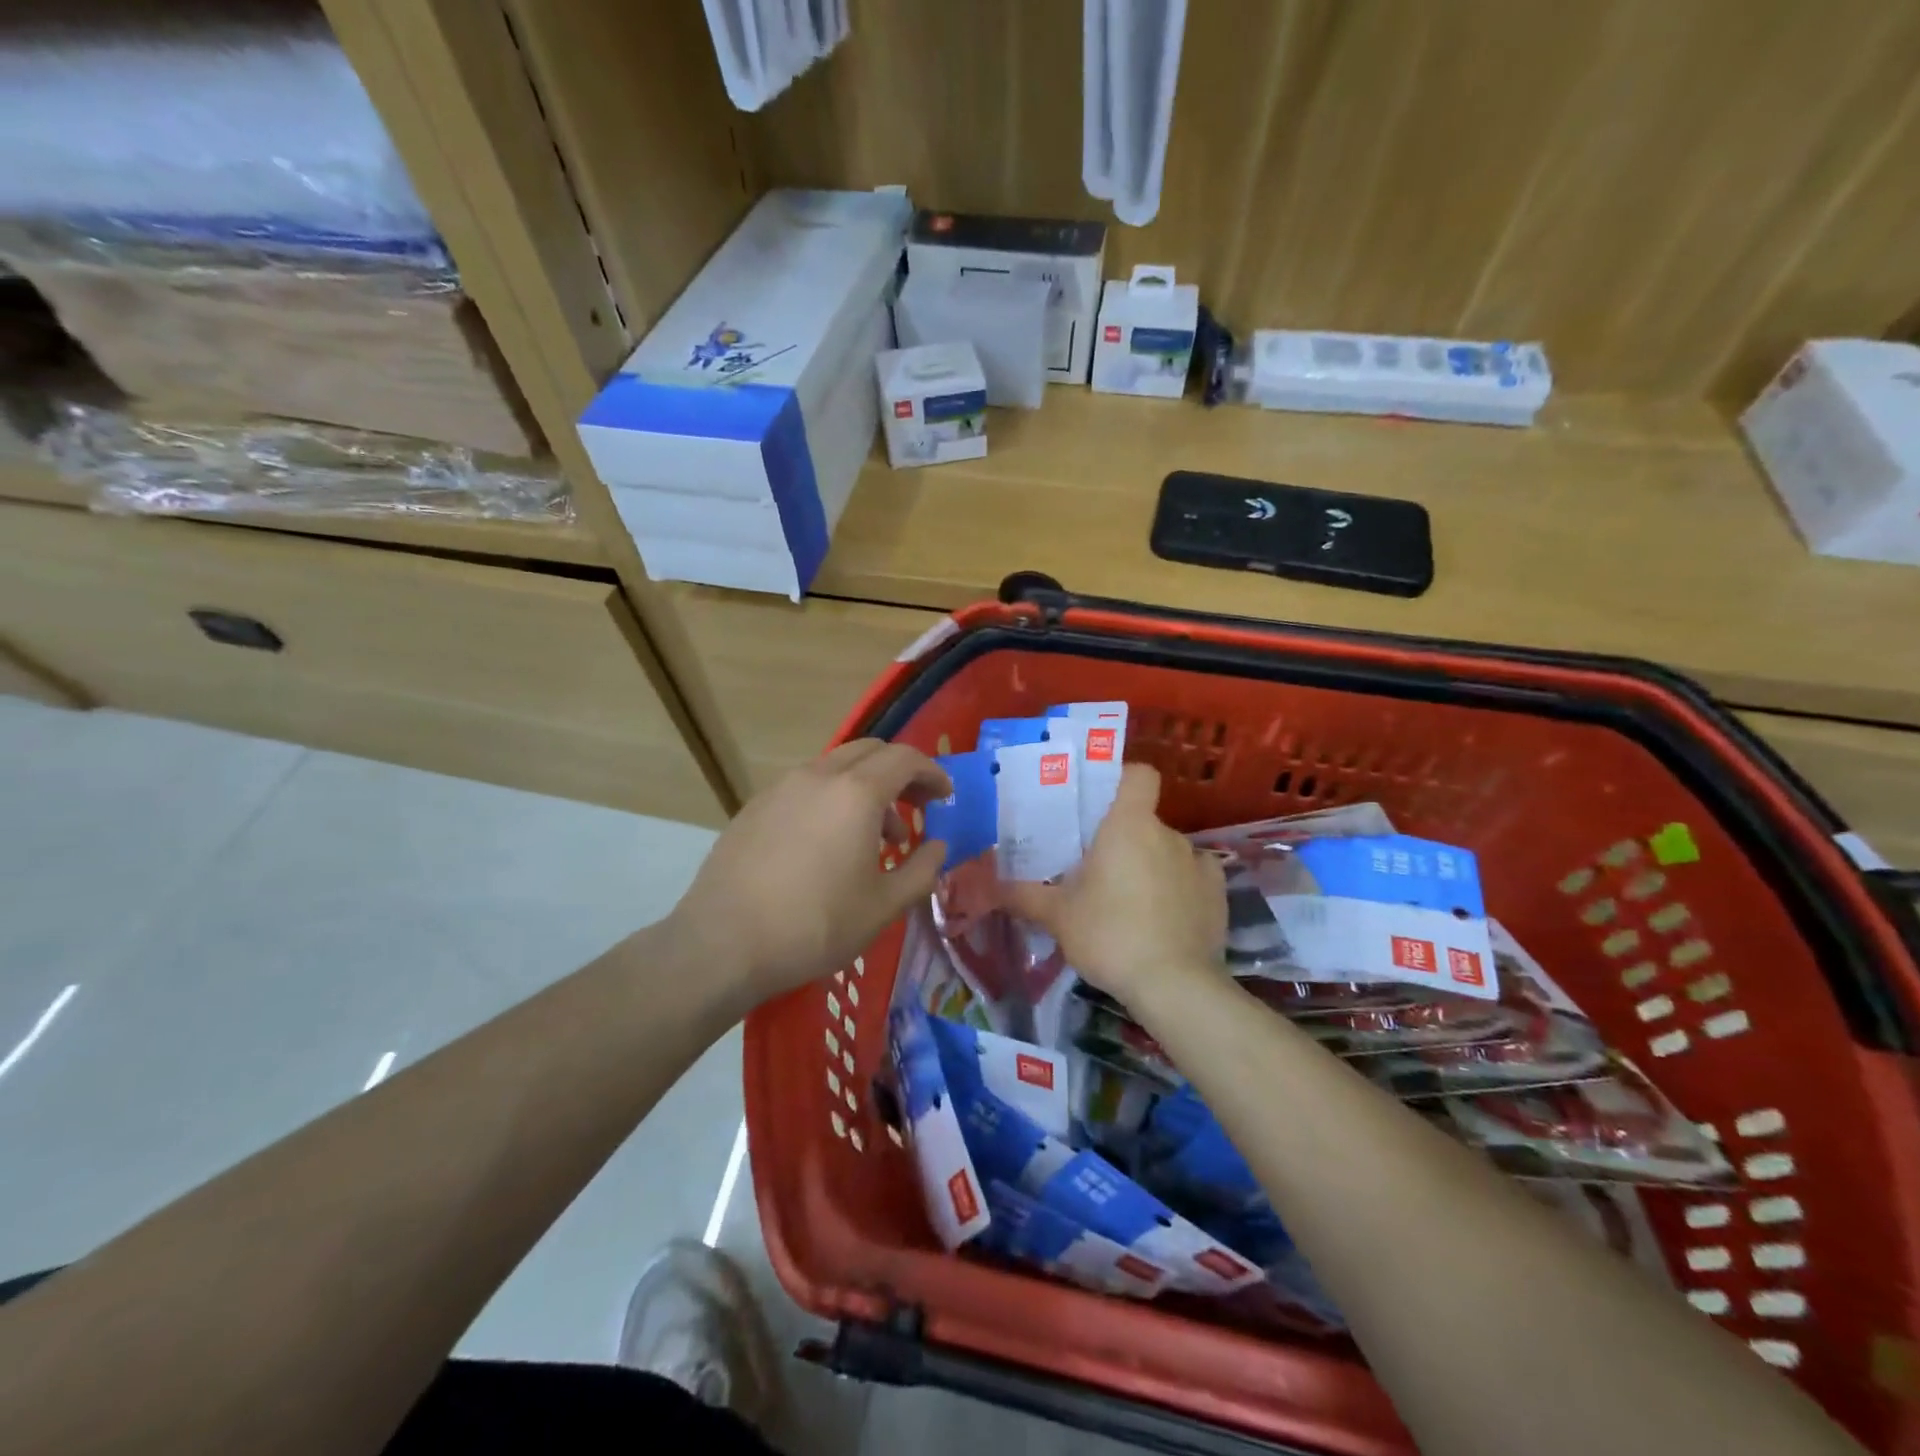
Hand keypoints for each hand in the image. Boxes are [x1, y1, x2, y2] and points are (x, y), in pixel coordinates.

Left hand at [671, 740, 950, 1006]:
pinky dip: (832, 798)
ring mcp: (781, 787)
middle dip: (900, 773)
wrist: (724, 943)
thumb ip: (922, 870)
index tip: (945, 797)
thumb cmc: (815, 925)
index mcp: (856, 793)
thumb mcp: (884, 906)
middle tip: (917, 806)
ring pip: (836, 768)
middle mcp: (819, 776)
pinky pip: (806, 786)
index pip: (905, 759)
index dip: (932, 773)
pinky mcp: (756, 806)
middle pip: (870, 752)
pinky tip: (829, 844)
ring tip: (876, 837)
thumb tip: (937, 846)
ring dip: (866, 788)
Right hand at [1004, 764, 1225, 1004]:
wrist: (1174, 986)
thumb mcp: (1057, 916)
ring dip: (1150, 865)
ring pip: (1167, 851)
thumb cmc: (1109, 935)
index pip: (1139, 775)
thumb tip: (991, 885)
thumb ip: (1024, 895)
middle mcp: (1168, 834)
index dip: (1123, 780)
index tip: (1101, 804)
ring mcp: (1198, 862)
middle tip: (1098, 871)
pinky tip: (1165, 916)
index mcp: (1129, 825)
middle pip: (1144, 820)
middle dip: (1124, 840)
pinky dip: (1180, 888)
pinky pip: (1193, 877)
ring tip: (1130, 902)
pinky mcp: (1218, 893)